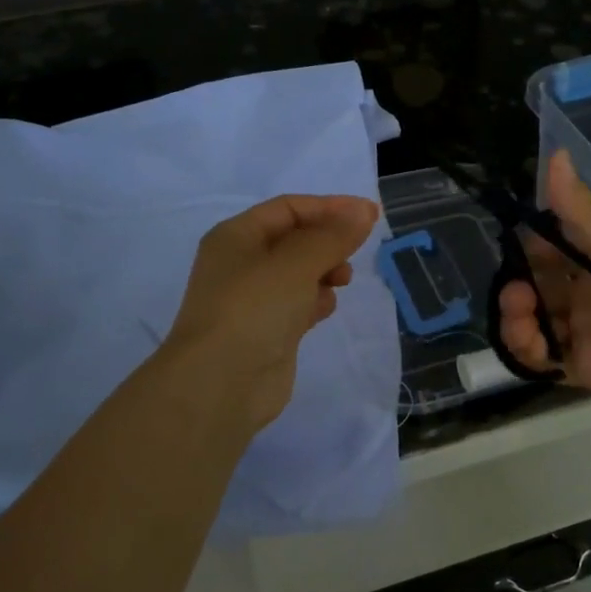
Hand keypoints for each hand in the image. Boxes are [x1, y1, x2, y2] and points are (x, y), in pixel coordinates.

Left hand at [164, 193, 378, 431]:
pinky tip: (326, 308)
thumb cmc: (254, 310)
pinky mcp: (266, 332)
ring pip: (297, 273)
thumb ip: (333, 236)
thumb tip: (363, 211)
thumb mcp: (296, 263)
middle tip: (353, 254)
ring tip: (342, 282)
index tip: (368, 216)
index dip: (329, 207)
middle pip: (294, 239)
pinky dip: (315, 300)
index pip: (288, 208)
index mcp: (235, 237)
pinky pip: (297, 304)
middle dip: (327, 242)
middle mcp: (241, 264)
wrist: (221, 384)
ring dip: (324, 271)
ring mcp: (252, 300)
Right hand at [497, 151, 590, 432]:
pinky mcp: (588, 369)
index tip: (511, 248)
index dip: (525, 247)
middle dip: (515, 286)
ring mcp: (586, 332)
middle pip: (535, 287)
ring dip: (515, 319)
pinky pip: (544, 361)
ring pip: (533, 323)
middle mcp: (589, 293)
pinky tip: (531, 345)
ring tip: (521, 315)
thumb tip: (554, 154)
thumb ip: (586, 215)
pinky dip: (527, 353)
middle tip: (516, 293)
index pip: (548, 247)